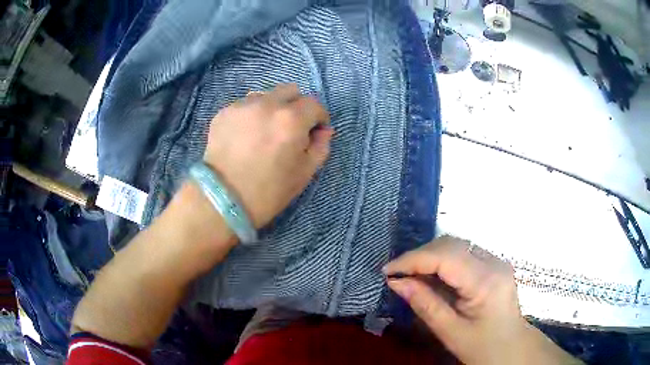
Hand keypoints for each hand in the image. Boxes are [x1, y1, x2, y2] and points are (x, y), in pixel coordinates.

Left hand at [203, 83, 332, 227]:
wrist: (223, 199)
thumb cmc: (269, 191)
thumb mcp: (305, 173)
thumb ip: (321, 147)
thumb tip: (324, 130)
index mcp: (291, 119)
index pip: (314, 104)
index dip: (319, 118)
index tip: (315, 131)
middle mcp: (267, 104)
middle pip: (290, 91)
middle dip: (297, 106)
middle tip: (291, 128)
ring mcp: (242, 106)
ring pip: (266, 95)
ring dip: (273, 107)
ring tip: (265, 130)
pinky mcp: (224, 112)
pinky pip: (245, 105)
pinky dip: (251, 115)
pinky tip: (246, 135)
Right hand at [383, 236, 578, 364]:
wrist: (512, 348)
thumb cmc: (483, 347)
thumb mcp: (451, 332)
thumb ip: (425, 304)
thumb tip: (396, 282)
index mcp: (486, 282)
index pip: (446, 257)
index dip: (414, 259)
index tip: (387, 271)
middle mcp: (494, 262)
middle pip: (451, 244)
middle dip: (420, 256)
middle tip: (397, 274)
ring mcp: (497, 260)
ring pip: (456, 245)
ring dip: (430, 256)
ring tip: (410, 274)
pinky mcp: (494, 264)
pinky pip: (463, 253)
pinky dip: (442, 260)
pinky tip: (431, 275)